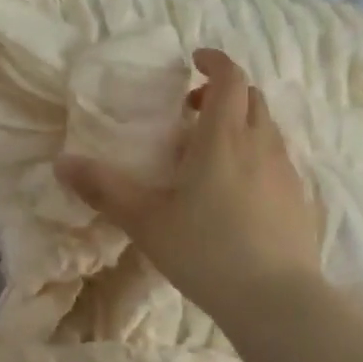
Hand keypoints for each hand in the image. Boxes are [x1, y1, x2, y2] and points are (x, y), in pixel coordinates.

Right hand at [56, 48, 323, 322]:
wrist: (276, 301)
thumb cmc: (205, 251)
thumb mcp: (146, 221)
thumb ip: (104, 189)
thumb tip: (61, 163)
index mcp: (224, 136)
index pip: (229, 77)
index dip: (214, 61)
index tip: (194, 60)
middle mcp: (261, 143)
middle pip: (251, 97)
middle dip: (224, 92)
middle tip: (192, 111)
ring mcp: (287, 170)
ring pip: (267, 127)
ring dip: (242, 123)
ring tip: (212, 153)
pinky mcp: (300, 198)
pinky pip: (279, 159)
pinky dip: (258, 154)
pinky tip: (239, 191)